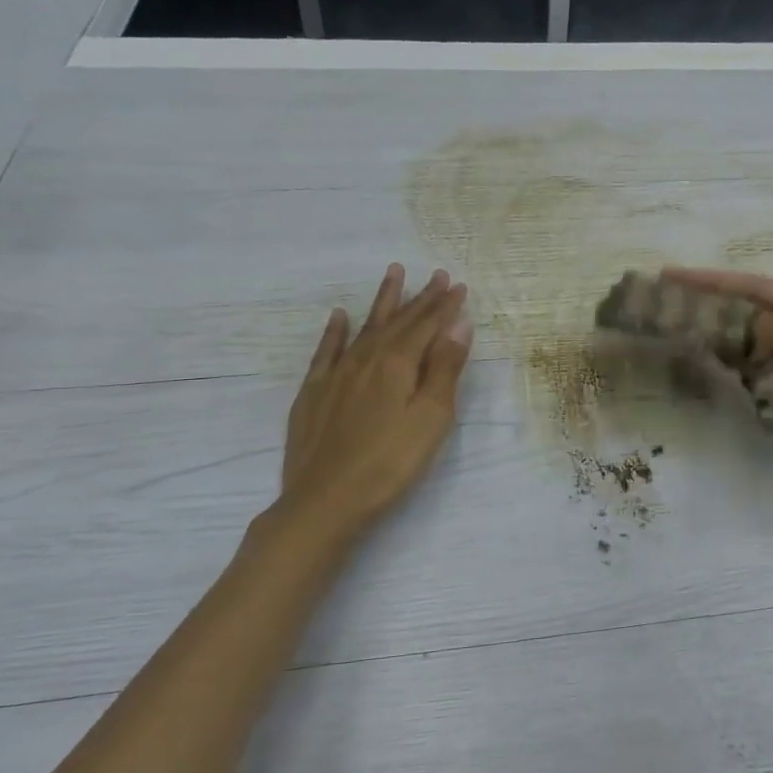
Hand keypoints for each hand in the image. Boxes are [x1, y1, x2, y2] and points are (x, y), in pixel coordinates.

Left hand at [275, 264, 473, 537]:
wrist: (326, 499)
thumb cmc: (390, 462)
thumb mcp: (431, 418)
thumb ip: (444, 368)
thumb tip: (458, 324)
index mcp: (398, 364)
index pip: (427, 325)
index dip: (445, 306)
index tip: (459, 285)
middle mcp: (366, 358)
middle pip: (399, 321)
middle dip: (421, 297)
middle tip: (437, 275)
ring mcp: (336, 373)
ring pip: (365, 326)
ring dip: (383, 301)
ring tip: (394, 274)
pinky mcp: (313, 392)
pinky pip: (326, 350)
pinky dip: (335, 330)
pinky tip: (339, 316)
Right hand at [661, 266, 772, 477]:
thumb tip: (746, 327)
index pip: (759, 286)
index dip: (713, 281)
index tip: (671, 275)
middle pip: (759, 308)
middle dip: (720, 307)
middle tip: (676, 306)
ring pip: (764, 340)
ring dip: (734, 340)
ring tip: (694, 336)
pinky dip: (752, 369)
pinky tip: (730, 371)